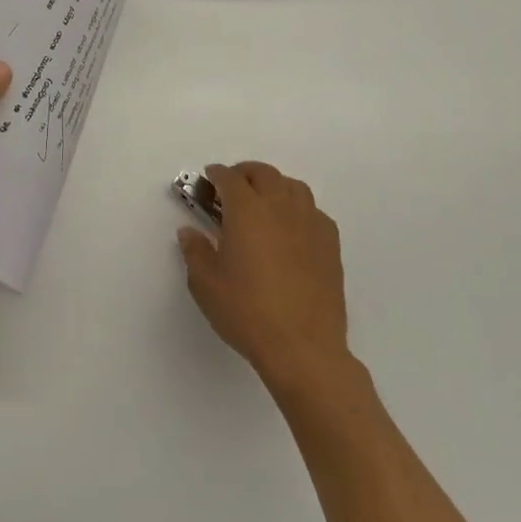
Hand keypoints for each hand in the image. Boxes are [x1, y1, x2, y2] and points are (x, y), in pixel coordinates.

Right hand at [178, 162, 355, 397]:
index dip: (216, 175)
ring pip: (293, 187)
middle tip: (232, 188)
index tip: (208, 179)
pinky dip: (299, 209)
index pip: (229, 178)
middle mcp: (280, 207)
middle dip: (245, 173)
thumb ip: (195, 251)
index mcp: (246, 210)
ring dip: (274, 186)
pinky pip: (314, 212)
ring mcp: (309, 224)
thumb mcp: (205, 283)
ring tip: (263, 204)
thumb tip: (189, 232)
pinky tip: (291, 230)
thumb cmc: (247, 311)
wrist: (302, 348)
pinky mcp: (330, 246)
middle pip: (264, 173)